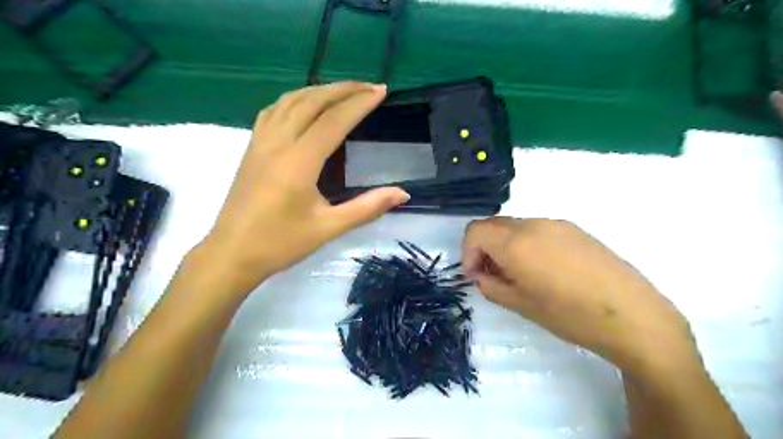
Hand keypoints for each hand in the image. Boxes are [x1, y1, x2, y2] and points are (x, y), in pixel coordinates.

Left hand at [195, 82, 409, 293]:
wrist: (232, 254)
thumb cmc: (281, 244)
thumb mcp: (329, 228)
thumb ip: (367, 207)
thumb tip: (402, 193)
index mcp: (298, 162)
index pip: (333, 121)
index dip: (359, 104)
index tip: (381, 91)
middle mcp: (278, 144)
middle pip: (312, 102)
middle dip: (343, 89)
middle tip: (368, 86)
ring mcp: (260, 143)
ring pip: (289, 101)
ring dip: (318, 90)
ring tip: (342, 91)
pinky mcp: (251, 149)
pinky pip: (273, 111)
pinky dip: (294, 99)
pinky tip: (304, 105)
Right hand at [463, 218, 696, 375]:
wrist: (633, 315)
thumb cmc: (570, 315)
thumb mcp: (520, 305)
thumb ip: (490, 286)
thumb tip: (480, 275)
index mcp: (516, 243)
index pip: (475, 231)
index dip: (468, 252)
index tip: (476, 275)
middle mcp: (533, 225)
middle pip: (493, 225)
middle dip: (484, 248)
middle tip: (494, 276)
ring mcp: (556, 224)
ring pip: (514, 227)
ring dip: (505, 245)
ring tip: (520, 274)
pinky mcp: (574, 229)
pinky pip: (537, 229)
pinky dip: (526, 243)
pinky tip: (544, 269)